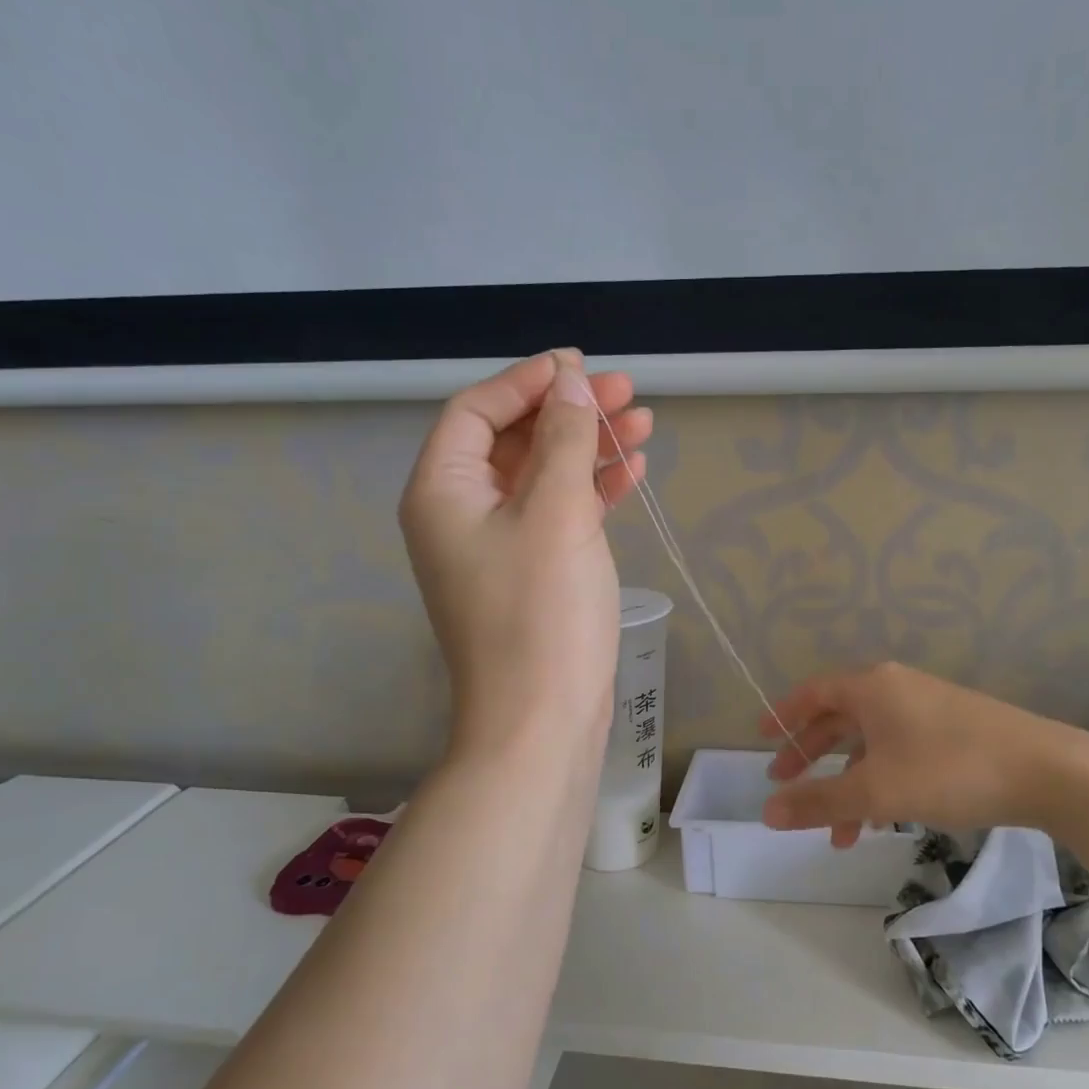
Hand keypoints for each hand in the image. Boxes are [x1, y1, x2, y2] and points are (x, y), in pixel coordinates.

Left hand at [400, 349, 652, 759]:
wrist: (541, 721)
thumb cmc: (541, 613)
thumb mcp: (556, 514)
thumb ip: (564, 441)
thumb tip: (571, 384)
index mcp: (443, 492)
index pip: (476, 412)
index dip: (527, 382)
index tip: (580, 367)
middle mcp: (461, 514)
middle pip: (514, 441)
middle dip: (569, 413)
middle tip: (628, 392)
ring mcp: (498, 548)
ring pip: (543, 478)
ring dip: (589, 448)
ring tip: (644, 424)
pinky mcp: (532, 575)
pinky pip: (559, 516)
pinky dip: (593, 491)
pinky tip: (632, 472)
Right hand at [760, 662, 1069, 843]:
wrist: (1045, 770)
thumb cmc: (949, 770)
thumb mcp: (875, 790)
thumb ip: (818, 802)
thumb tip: (766, 813)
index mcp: (871, 687)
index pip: (813, 693)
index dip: (783, 715)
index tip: (760, 738)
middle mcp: (896, 688)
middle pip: (838, 718)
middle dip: (809, 754)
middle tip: (784, 783)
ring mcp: (927, 707)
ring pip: (870, 742)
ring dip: (847, 782)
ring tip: (835, 831)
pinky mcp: (952, 730)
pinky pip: (898, 751)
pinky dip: (879, 781)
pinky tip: (879, 819)